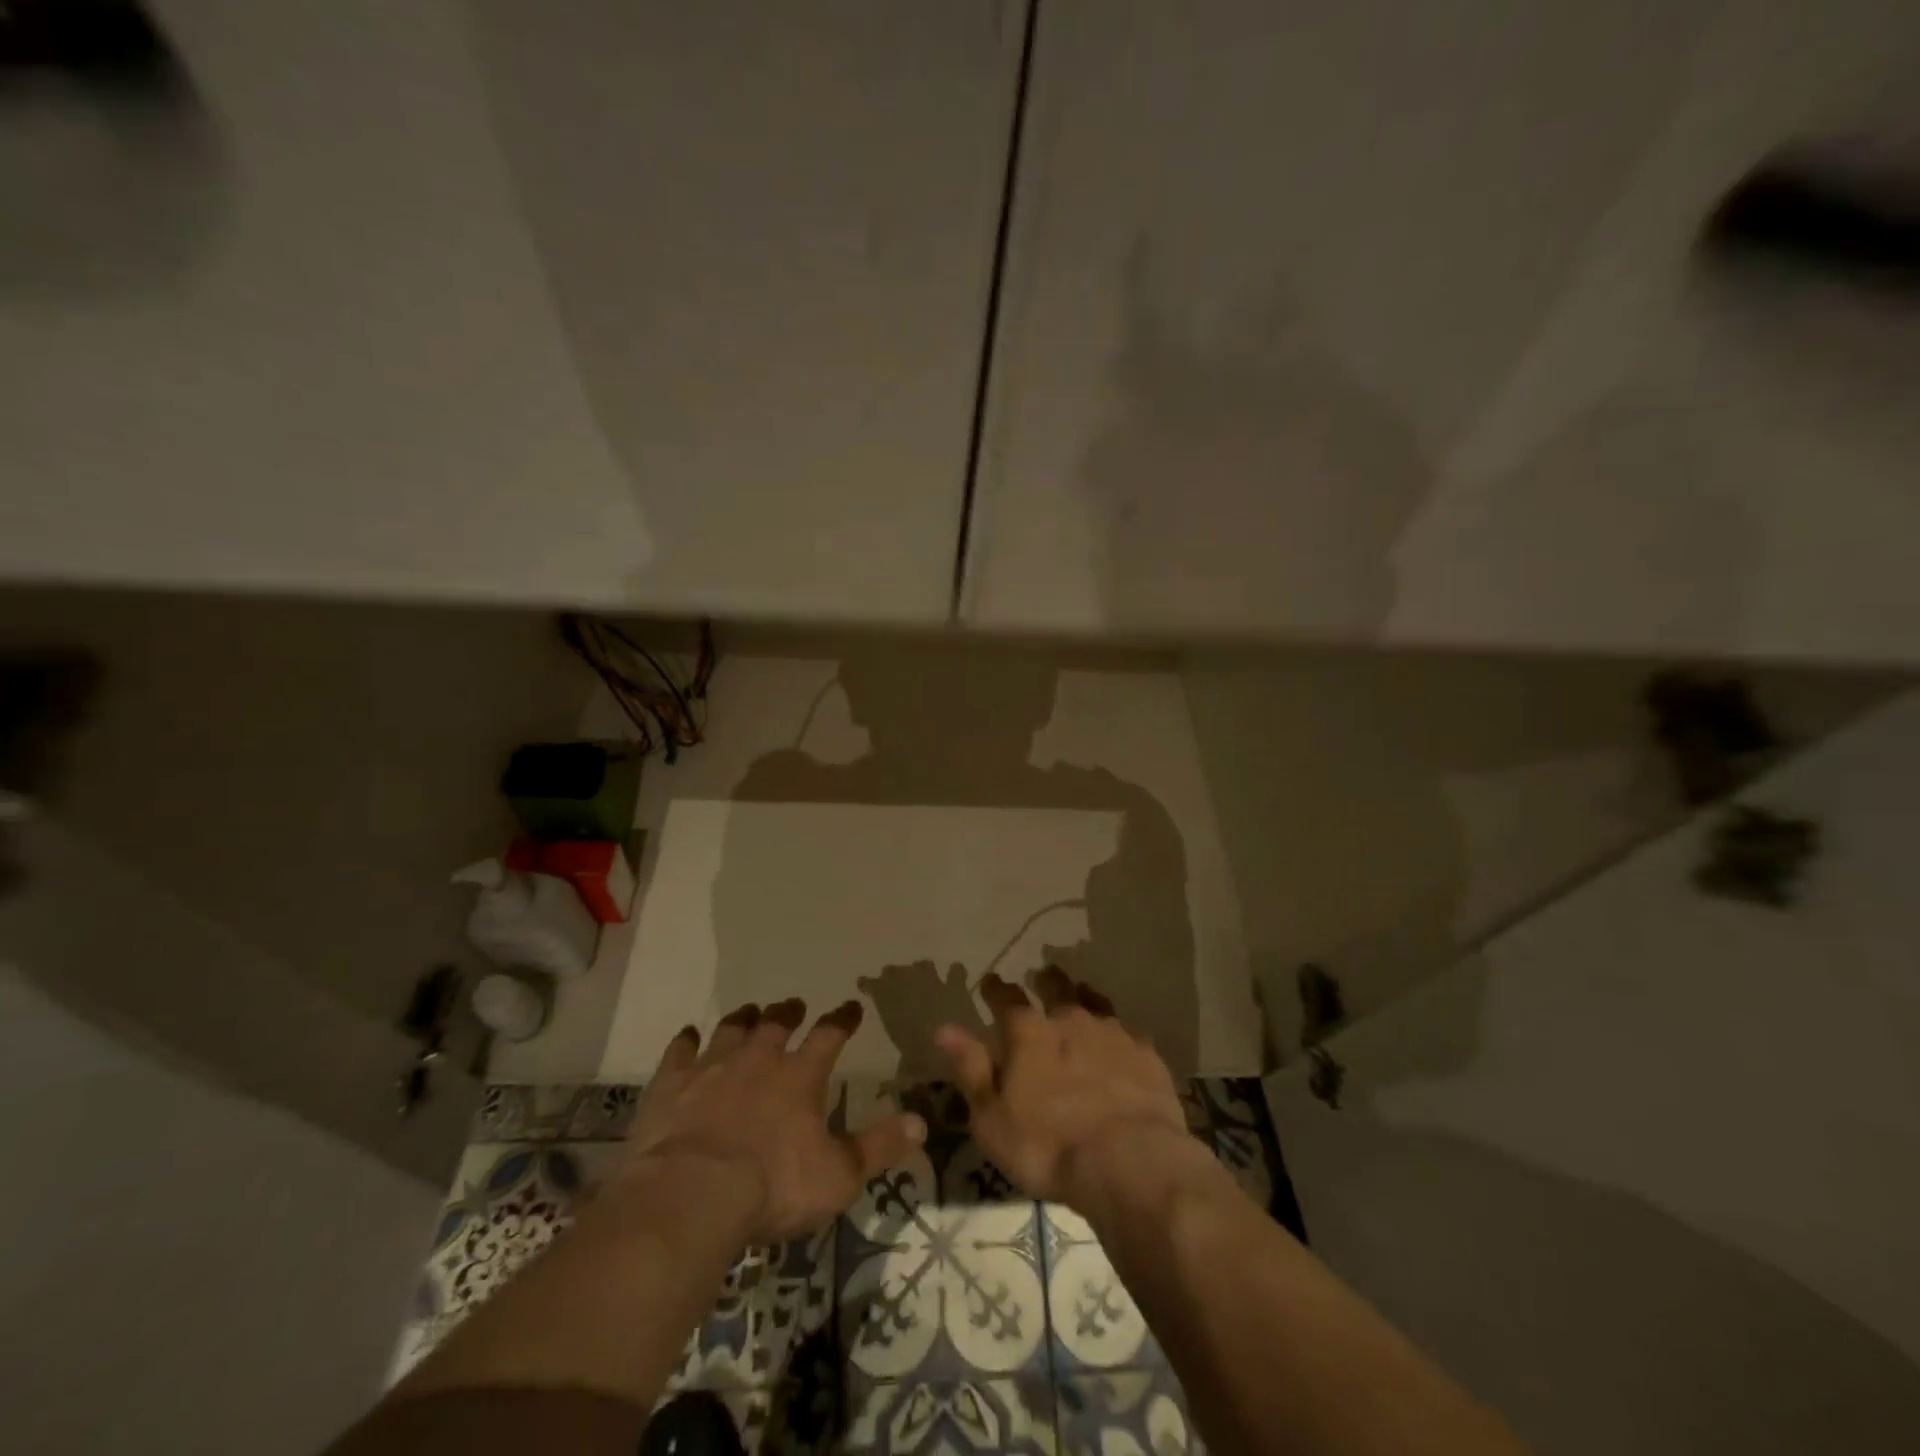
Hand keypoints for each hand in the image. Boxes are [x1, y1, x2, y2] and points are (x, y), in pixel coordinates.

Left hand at [617, 998, 925, 1243]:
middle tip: (793, 1005)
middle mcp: (758, 1061)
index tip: (851, 1006)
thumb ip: (879, 1146)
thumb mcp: (839, 1176)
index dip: (843, 1020)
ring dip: (742, 1019)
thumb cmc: (773, 1187)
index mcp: (800, 1077)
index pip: (829, 1035)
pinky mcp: (670, 1087)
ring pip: (730, 1031)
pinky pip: (678, 1053)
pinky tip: (686, 1035)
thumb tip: (922, 1122)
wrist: (691, 1195)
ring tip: (748, 1011)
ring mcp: (711, 1069)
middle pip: (775, 1025)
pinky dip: (684, 1042)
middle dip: (787, 1013)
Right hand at [936, 968, 1189, 1208]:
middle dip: (1046, 979)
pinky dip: (1117, 1029)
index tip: (991, 981)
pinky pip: (1127, 1030)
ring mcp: (1111, 1033)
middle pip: (1056, 988)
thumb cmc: (1047, 1146)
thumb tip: (944, 1027)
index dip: (996, 989)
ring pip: (1093, 1001)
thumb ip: (971, 1069)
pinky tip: (1120, 1036)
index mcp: (1028, 1033)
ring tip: (1079, 992)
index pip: (1007, 999)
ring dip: (1082, 995)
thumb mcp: (992, 1118)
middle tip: (1042, 973)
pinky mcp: (1145, 1053)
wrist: (1130, 1161)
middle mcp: (1069, 1020)